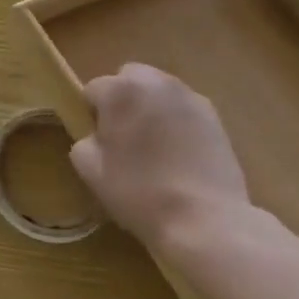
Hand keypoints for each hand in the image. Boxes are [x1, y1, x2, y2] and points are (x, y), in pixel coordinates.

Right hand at [69, 63, 250, 258]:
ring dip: (151, 108)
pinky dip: (178, 122)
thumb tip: (97, 136)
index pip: (93, 89)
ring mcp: (189, 96)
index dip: (93, 116)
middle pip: (129, 78)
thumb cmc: (139, 193)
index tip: (102, 143)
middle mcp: (155, 82)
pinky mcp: (214, 116)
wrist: (204, 220)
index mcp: (120, 90)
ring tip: (157, 147)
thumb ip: (84, 141)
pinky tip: (181, 156)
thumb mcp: (90, 171)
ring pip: (159, 91)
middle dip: (124, 100)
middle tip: (127, 138)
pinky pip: (184, 109)